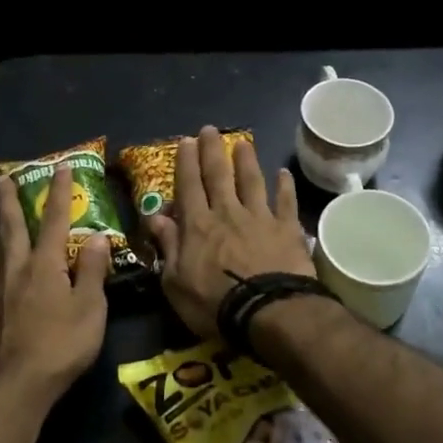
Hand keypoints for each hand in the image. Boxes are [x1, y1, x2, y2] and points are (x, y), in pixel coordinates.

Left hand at [0, 164, 110, 404]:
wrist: (21, 384)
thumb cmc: (63, 344)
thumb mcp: (90, 307)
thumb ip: (92, 270)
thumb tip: (95, 236)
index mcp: (45, 264)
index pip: (54, 220)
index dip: (59, 193)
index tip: (61, 167)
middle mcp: (17, 269)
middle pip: (12, 227)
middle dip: (9, 200)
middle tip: (3, 178)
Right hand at [147, 126, 314, 339]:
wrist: (268, 312)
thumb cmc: (214, 304)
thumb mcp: (175, 283)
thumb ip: (168, 247)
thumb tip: (156, 218)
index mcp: (197, 226)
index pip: (189, 187)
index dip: (186, 163)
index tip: (186, 141)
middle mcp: (227, 213)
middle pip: (218, 176)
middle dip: (211, 151)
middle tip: (209, 130)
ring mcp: (260, 218)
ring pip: (251, 181)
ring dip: (246, 161)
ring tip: (242, 143)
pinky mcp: (287, 229)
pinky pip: (285, 202)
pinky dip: (284, 186)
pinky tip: (283, 173)